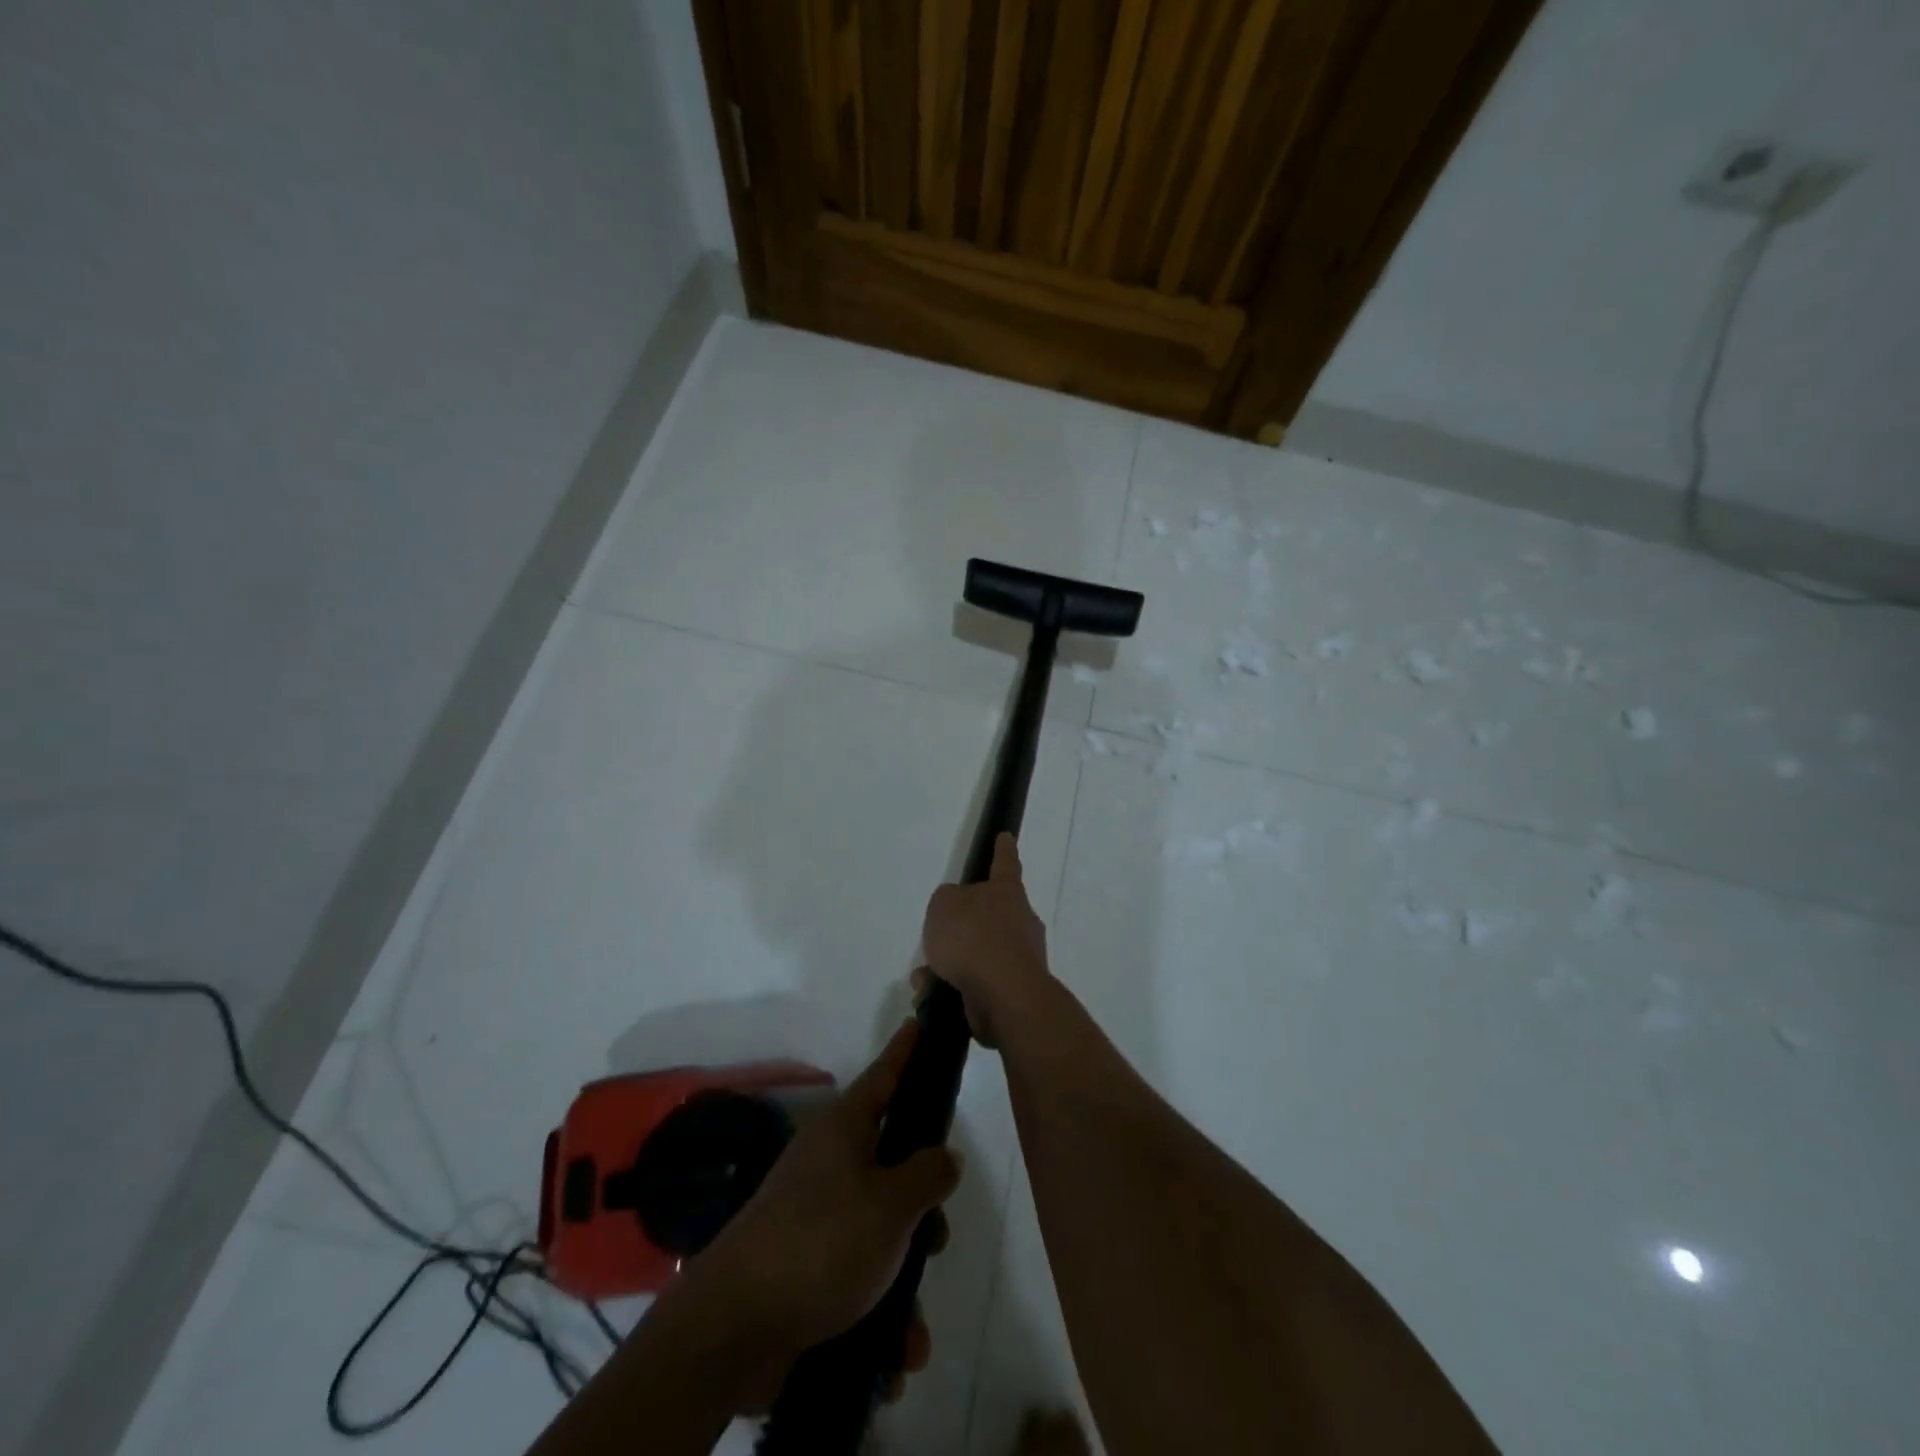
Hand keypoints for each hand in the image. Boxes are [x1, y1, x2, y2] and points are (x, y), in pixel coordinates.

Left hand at [677, 1020, 962, 1404]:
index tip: (920, 1021)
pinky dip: (879, 1315)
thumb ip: (927, 1175)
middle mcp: (829, 1164)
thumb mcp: (891, 1204)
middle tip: (937, 1235)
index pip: (884, 1075)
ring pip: (880, 1231)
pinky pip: (858, 1279)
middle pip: (892, 1163)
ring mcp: (814, 1215)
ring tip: (912, 1331)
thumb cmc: (822, 1243)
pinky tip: (893, 1358)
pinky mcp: (805, 1267)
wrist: (732, 1329)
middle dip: (922, 1206)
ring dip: (903, 1280)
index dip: (906, 1050)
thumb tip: (943, 1156)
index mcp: (844, 1130)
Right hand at [918, 832, 1050, 1046]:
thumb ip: (947, 900)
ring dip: (950, 963)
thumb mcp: (944, 905)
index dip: (1003, 849)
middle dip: (962, 927)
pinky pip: (977, 983)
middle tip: (937, 936)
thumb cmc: (973, 937)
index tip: (1006, 837)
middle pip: (989, 915)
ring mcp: (1020, 957)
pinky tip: (931, 995)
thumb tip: (957, 911)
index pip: (1005, 863)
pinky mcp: (1013, 991)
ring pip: (978, 953)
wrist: (1004, 995)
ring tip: (924, 976)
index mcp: (1007, 892)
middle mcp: (1019, 921)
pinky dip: (954, 987)